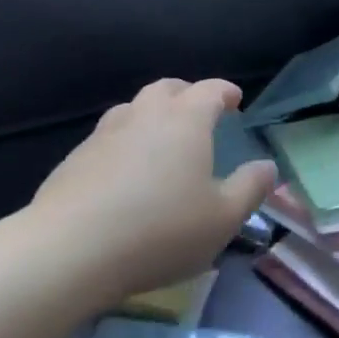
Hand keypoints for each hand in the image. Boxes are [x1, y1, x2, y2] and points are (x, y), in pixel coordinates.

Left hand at [30, 78, 277, 306]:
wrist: (70, 249)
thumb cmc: (160, 231)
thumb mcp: (222, 219)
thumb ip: (250, 189)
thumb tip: (267, 166)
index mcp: (185, 120)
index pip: (210, 90)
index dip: (225, 92)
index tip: (235, 101)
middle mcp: (145, 114)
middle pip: (168, 88)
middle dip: (187, 94)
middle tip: (198, 111)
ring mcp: (105, 133)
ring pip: (133, 107)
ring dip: (151, 113)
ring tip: (160, 136)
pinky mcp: (76, 157)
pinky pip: (108, 136)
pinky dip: (124, 140)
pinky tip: (123, 170)